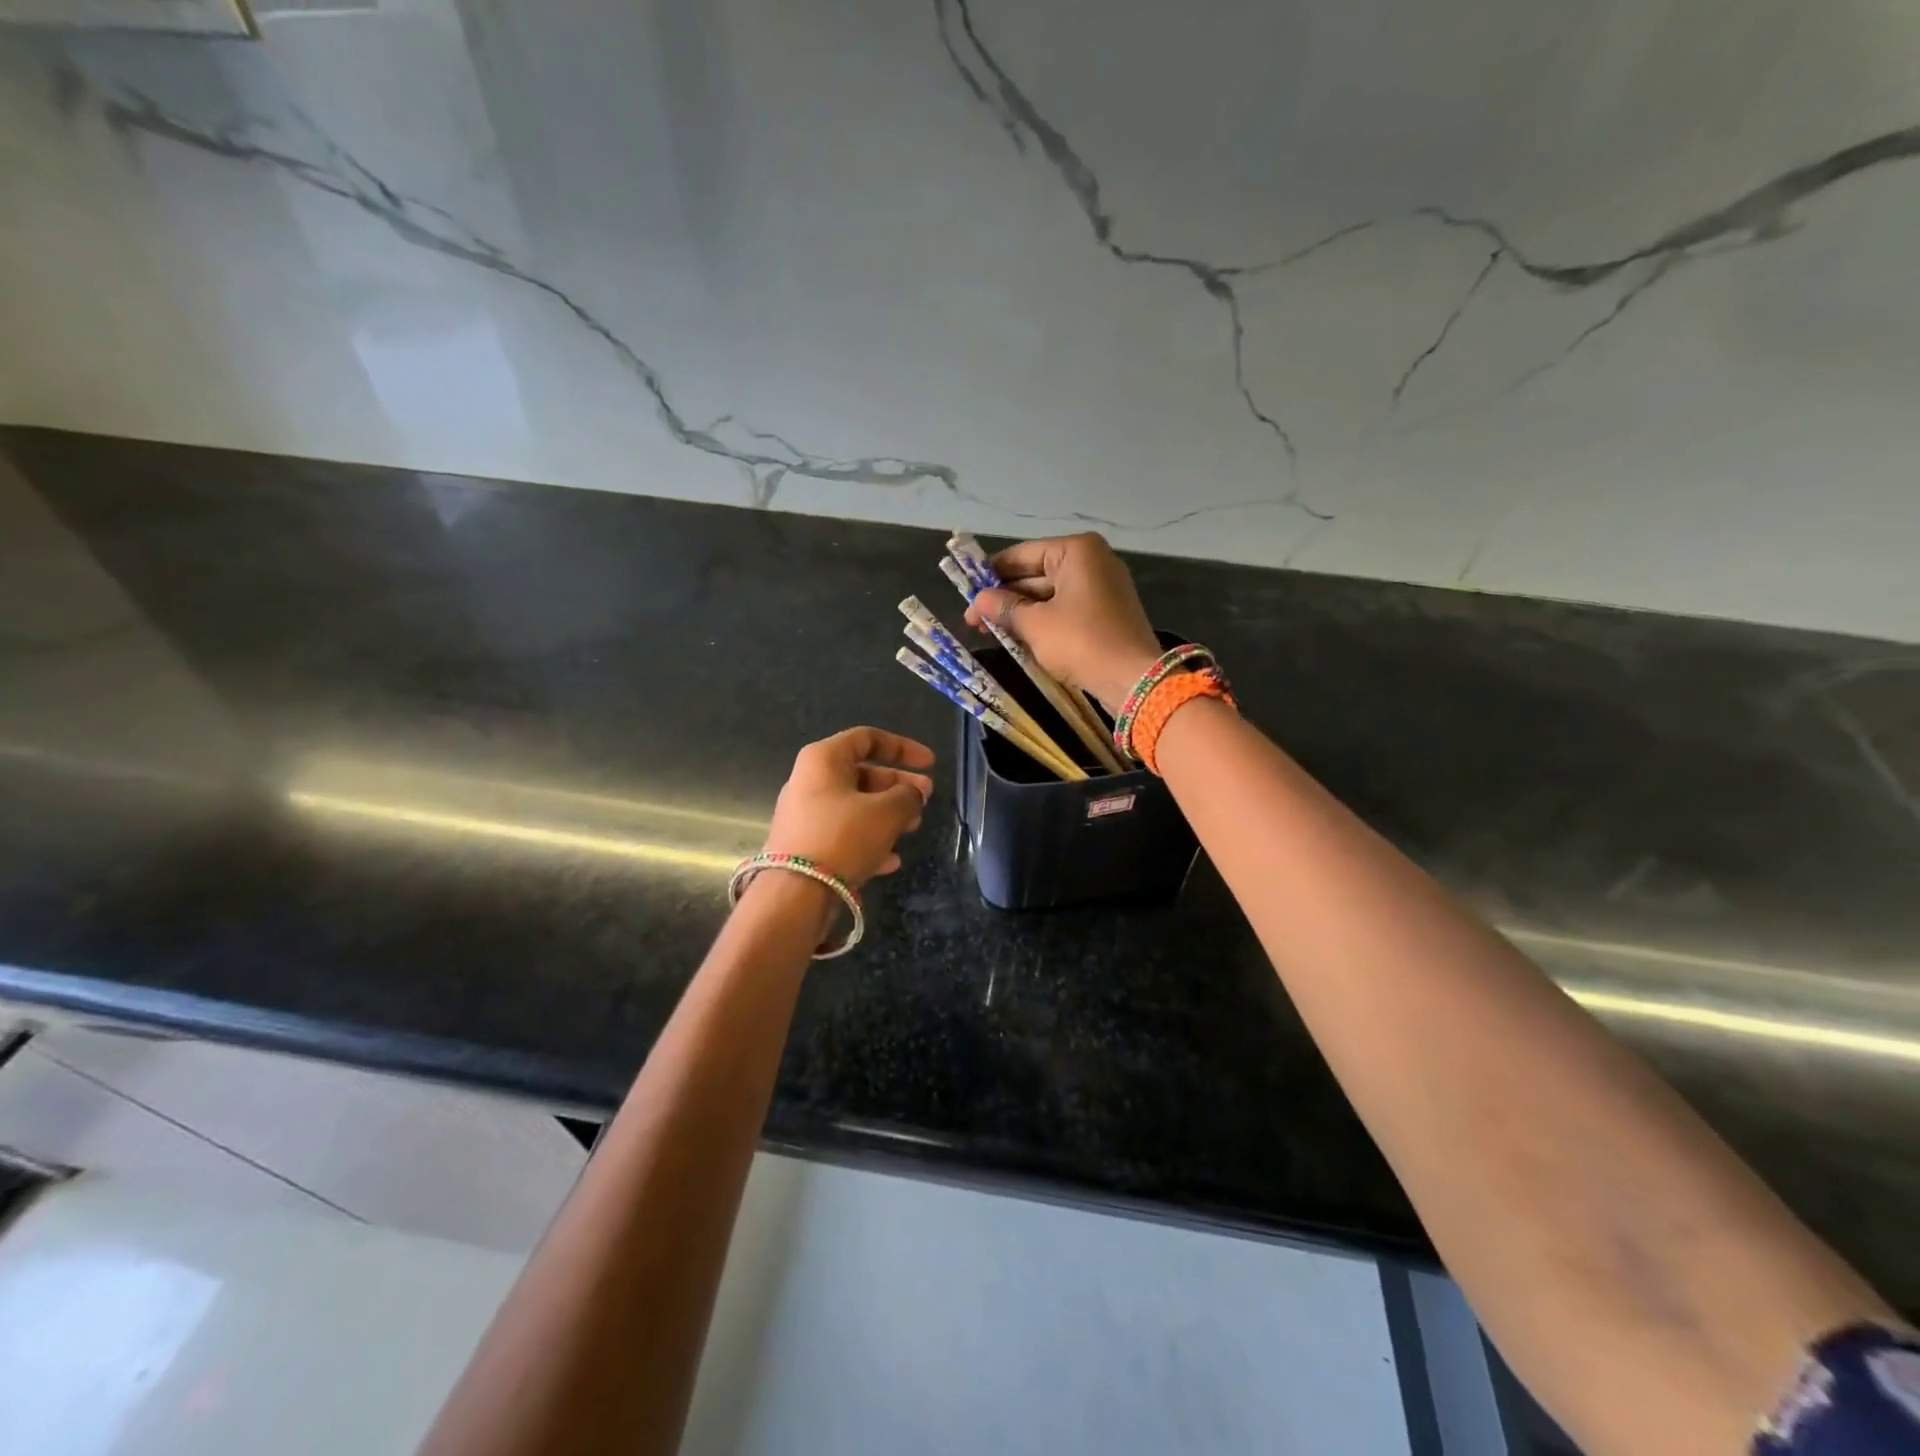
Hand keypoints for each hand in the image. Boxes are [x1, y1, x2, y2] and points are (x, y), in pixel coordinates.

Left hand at [761, 727, 933, 885]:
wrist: (795, 893)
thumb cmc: (843, 836)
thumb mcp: (887, 812)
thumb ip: (908, 796)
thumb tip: (912, 795)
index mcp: (824, 759)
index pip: (868, 738)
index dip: (903, 747)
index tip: (930, 764)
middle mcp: (810, 781)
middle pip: (863, 774)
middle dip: (899, 786)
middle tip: (926, 798)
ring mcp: (806, 815)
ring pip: (856, 806)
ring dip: (889, 815)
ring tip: (913, 828)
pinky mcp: (806, 846)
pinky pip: (845, 835)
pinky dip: (870, 841)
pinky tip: (891, 861)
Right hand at [964, 533, 1161, 711]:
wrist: (1133, 679)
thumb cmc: (1081, 642)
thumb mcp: (1035, 625)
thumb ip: (1004, 608)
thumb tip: (977, 601)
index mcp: (1076, 551)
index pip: (1022, 555)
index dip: (991, 574)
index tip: (966, 591)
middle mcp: (1092, 561)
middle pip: (1036, 574)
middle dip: (1004, 597)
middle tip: (973, 619)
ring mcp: (1102, 587)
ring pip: (1049, 594)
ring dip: (1020, 612)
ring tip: (988, 631)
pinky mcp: (1106, 613)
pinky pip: (1065, 609)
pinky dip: (1042, 621)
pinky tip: (1017, 637)